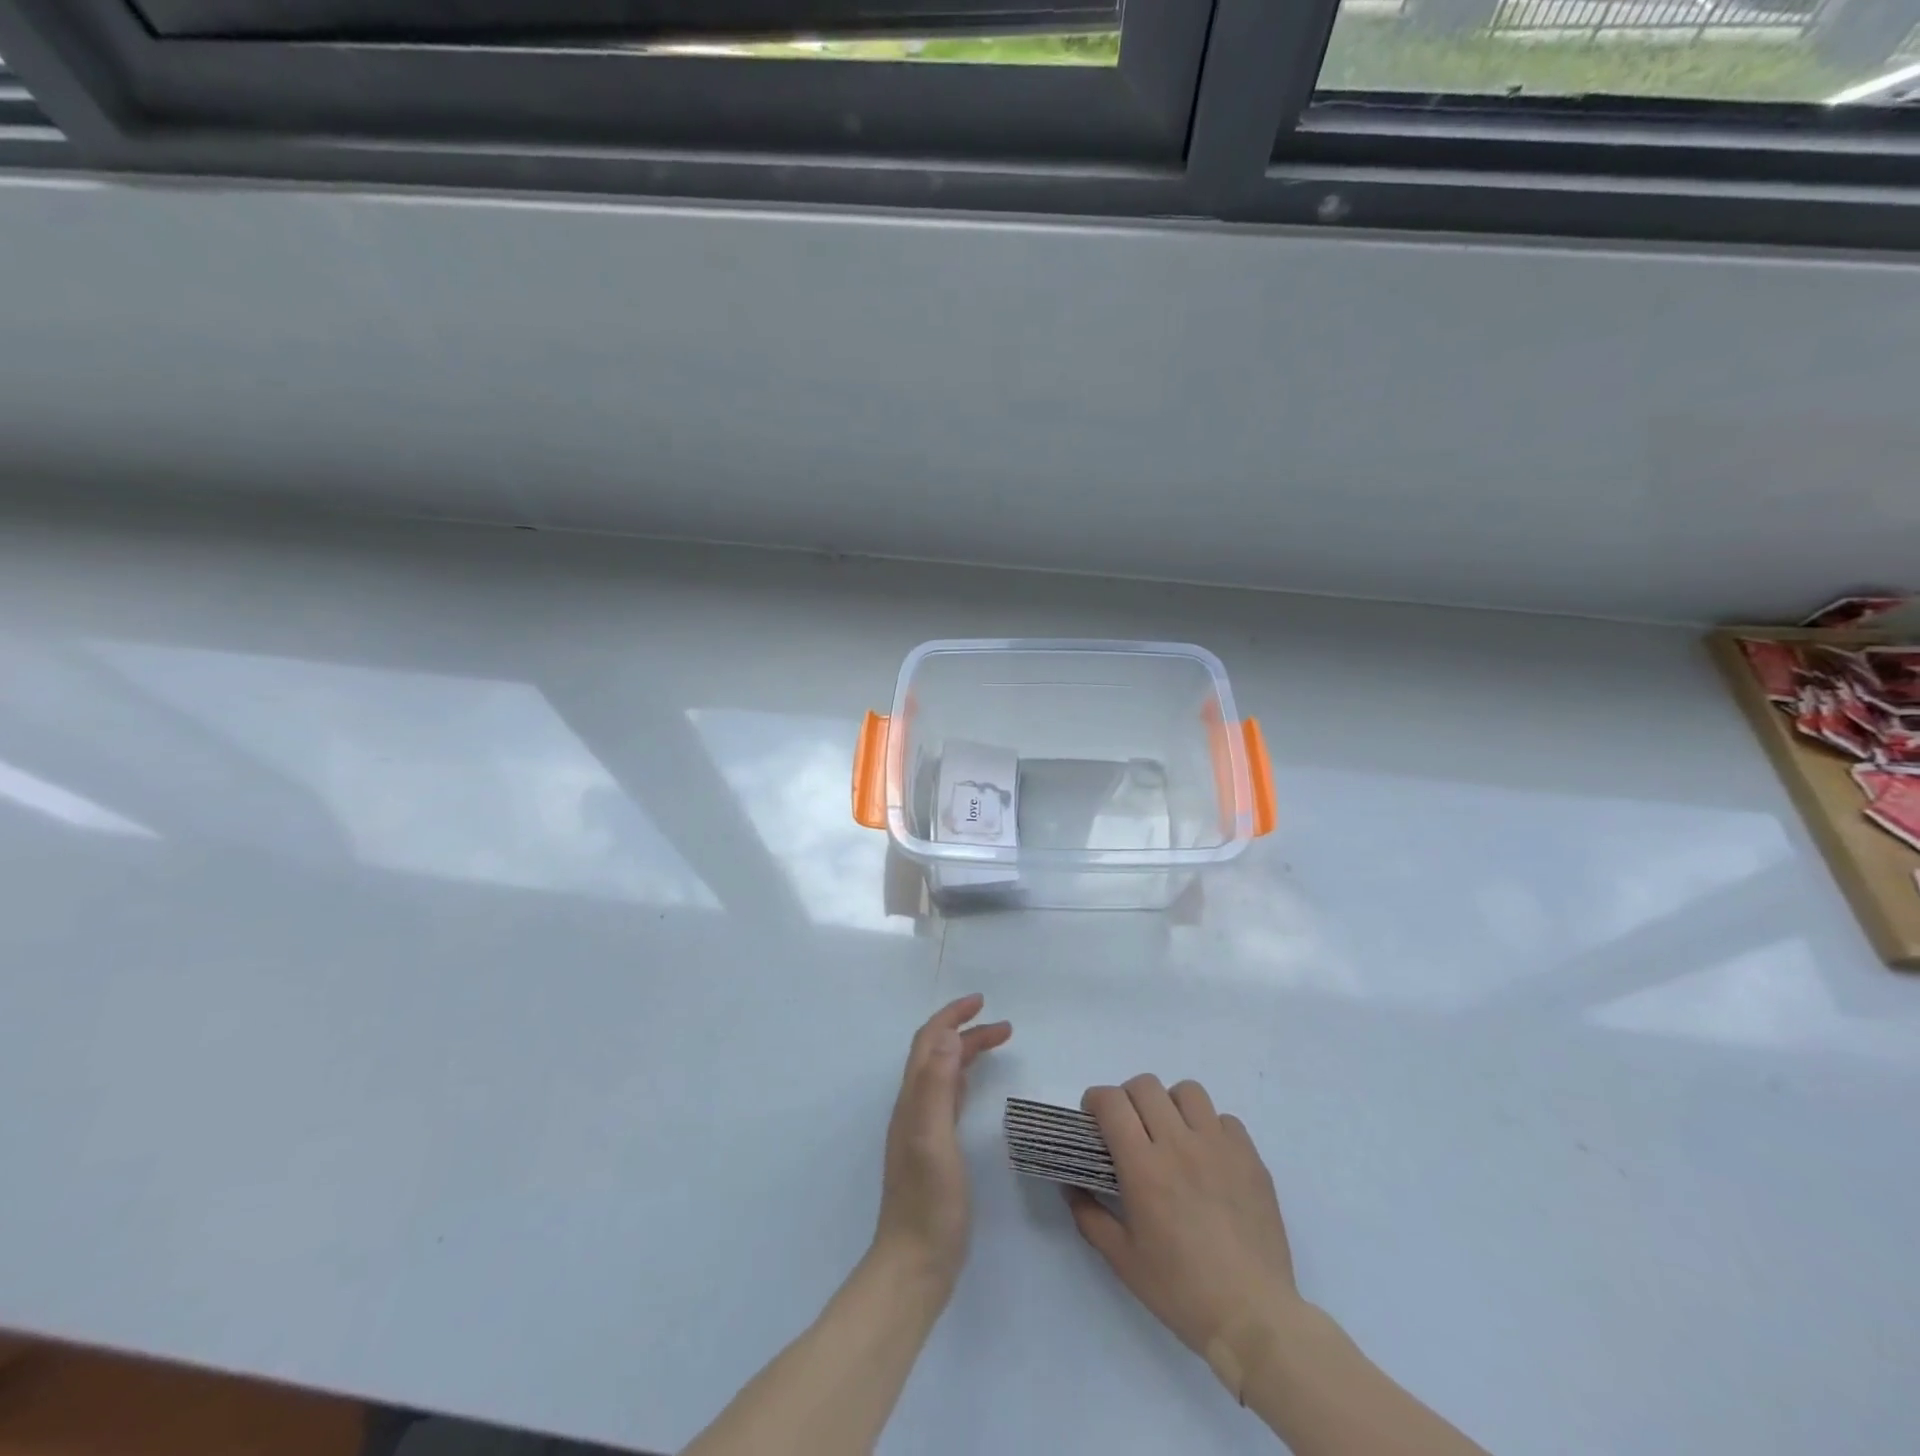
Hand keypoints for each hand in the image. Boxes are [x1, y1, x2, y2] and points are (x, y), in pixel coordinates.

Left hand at [873, 994, 1011, 1290]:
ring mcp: (922, 1128)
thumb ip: (936, 1086)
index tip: (982, 1001)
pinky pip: (948, 1096)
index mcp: (912, 1099)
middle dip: (966, 1030)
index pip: (928, 1041)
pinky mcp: (934, 1149)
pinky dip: (964, 1077)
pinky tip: (975, 1084)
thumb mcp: (933, 1139)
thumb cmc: (927, 1203)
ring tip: (998, 1042)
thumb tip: (946, 1033)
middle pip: (936, 1052)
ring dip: (966, 1051)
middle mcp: (913, 1107)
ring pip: (943, 1073)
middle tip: (1004, 1025)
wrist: (914, 1265)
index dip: (952, 1016)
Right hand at [1067, 1076, 1300, 1387]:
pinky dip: (1210, 1128)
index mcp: (1144, 1167)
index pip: (1111, 1102)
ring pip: (1188, 1091)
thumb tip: (1071, 1185)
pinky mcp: (1250, 1158)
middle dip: (1128, 1099)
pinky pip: (1225, 1119)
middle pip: (1146, 1086)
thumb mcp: (1122, 1260)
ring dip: (1171, 1105)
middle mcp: (1179, 1144)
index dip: (1095, 1101)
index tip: (1094, 1121)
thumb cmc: (1181, 1291)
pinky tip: (1208, 1158)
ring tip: (1171, 1135)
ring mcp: (1219, 1147)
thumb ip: (1090, 1215)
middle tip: (1130, 1129)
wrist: (1253, 1318)